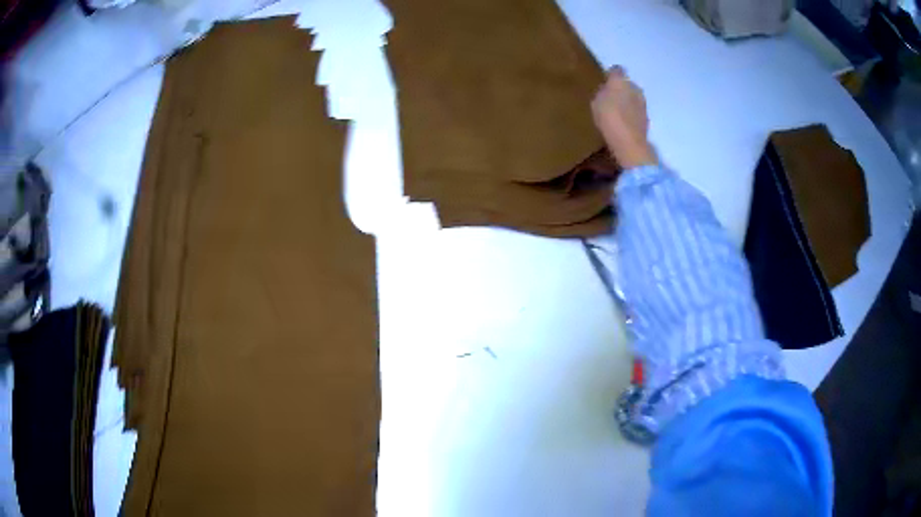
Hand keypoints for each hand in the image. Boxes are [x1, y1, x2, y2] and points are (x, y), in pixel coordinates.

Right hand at [591, 66, 656, 168]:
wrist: (629, 142)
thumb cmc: (609, 118)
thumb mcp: (596, 102)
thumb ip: (602, 92)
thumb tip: (607, 89)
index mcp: (621, 80)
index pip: (617, 70)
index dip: (610, 74)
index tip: (604, 80)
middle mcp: (635, 87)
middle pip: (627, 84)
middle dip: (620, 88)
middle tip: (609, 97)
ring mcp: (643, 103)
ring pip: (633, 97)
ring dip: (626, 101)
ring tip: (616, 111)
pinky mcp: (646, 117)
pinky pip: (635, 111)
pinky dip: (630, 114)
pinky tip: (623, 122)